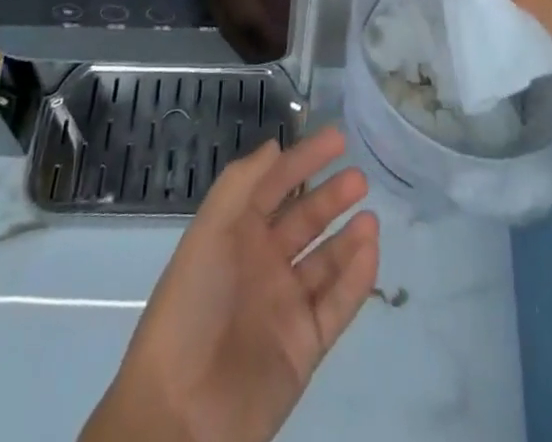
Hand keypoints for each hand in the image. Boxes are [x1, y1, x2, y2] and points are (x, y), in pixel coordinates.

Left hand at [82, 127, 379, 441]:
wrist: (181, 412)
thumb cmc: (192, 306)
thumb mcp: (208, 232)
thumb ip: (241, 184)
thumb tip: (274, 146)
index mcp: (235, 234)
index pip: (275, 186)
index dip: (303, 159)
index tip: (337, 138)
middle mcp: (262, 263)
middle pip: (304, 220)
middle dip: (331, 196)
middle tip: (360, 177)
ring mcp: (285, 305)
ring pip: (325, 261)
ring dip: (348, 236)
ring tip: (370, 217)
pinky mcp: (304, 346)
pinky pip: (336, 305)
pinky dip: (356, 278)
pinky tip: (370, 251)